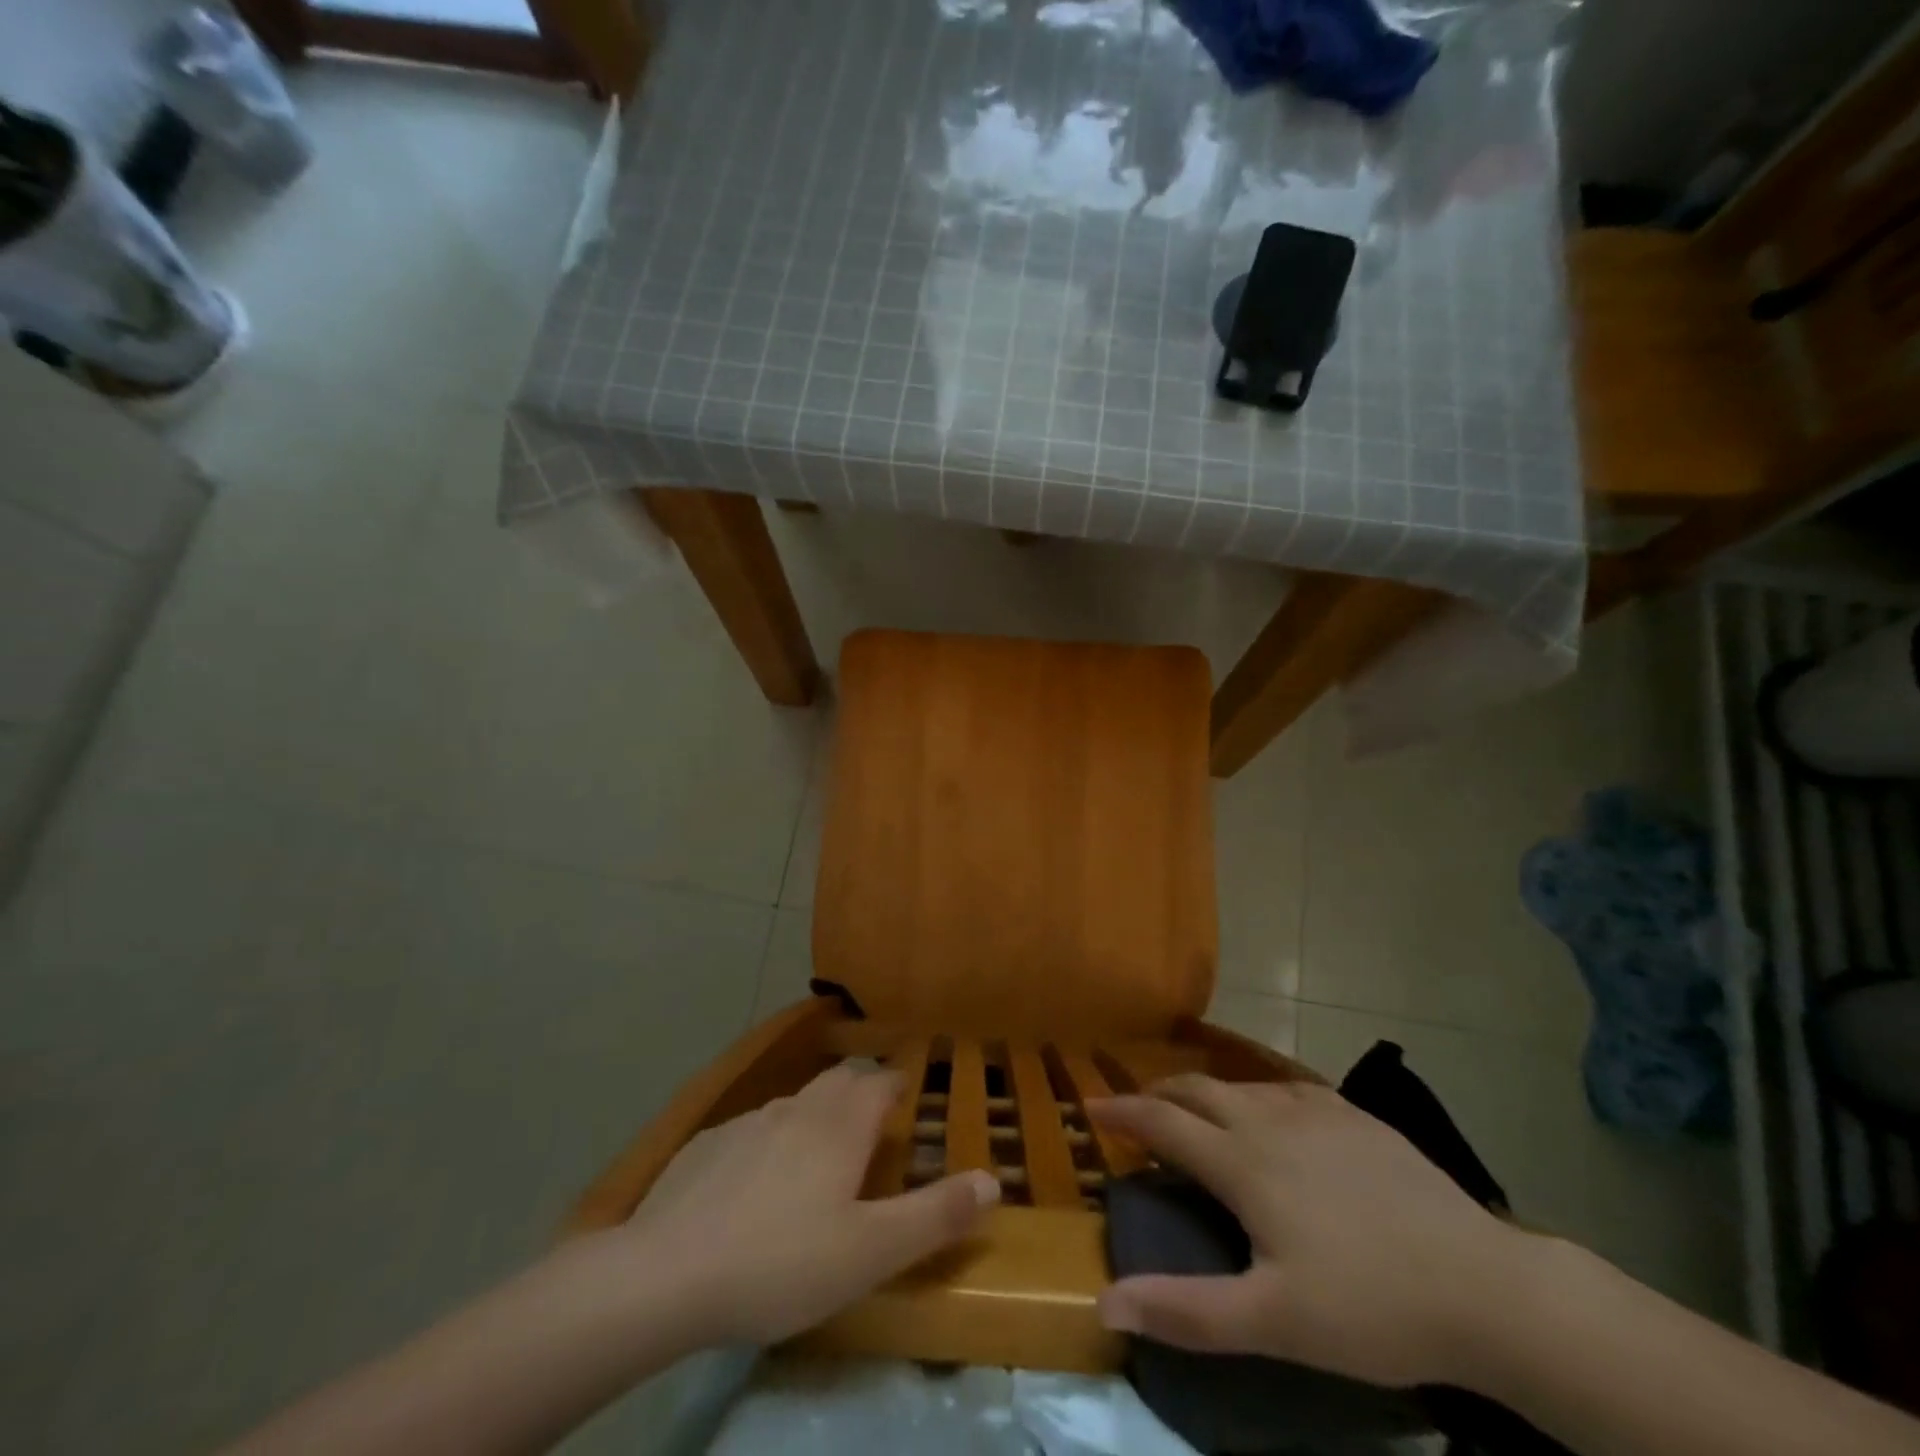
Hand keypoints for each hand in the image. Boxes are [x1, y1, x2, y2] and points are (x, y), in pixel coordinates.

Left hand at [622, 1064, 999, 1346]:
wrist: (666, 1275)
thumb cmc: (782, 1262)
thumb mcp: (871, 1252)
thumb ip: (935, 1214)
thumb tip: (993, 1179)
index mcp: (840, 1126)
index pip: (880, 1083)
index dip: (898, 1087)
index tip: (908, 1102)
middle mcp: (798, 1109)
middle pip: (839, 1081)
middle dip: (860, 1092)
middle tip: (871, 1127)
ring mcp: (748, 1122)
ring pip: (795, 1103)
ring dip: (815, 1116)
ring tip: (818, 1156)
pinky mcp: (708, 1144)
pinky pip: (753, 1129)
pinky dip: (770, 1141)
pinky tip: (755, 1184)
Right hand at [1089, 1076, 1520, 1387]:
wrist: (1484, 1287)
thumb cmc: (1370, 1307)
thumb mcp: (1273, 1323)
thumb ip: (1186, 1310)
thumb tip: (1105, 1304)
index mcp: (1243, 1163)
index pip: (1163, 1122)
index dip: (1122, 1112)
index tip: (1091, 1106)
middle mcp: (1269, 1121)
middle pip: (1196, 1090)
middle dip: (1158, 1094)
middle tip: (1139, 1110)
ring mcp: (1316, 1112)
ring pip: (1240, 1085)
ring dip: (1205, 1093)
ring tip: (1197, 1113)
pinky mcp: (1355, 1116)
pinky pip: (1287, 1088)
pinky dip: (1257, 1094)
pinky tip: (1271, 1112)